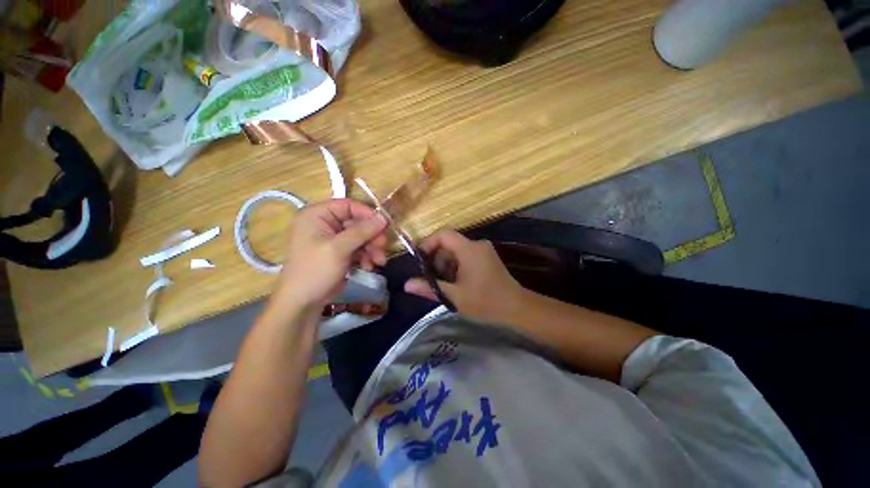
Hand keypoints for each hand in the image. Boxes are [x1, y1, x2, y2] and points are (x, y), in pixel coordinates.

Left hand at [276, 199, 386, 308]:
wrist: (303, 302)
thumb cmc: (315, 270)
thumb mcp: (339, 249)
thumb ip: (362, 231)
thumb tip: (384, 218)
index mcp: (317, 215)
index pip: (347, 205)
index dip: (367, 213)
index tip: (384, 224)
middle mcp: (325, 224)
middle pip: (357, 222)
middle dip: (372, 236)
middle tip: (383, 246)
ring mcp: (333, 239)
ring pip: (360, 236)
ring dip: (372, 248)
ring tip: (379, 261)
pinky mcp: (340, 252)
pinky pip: (358, 248)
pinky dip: (366, 256)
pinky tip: (368, 267)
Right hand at [404, 229, 527, 323]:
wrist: (517, 308)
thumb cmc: (485, 301)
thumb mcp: (454, 296)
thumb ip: (430, 288)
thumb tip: (407, 284)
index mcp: (469, 249)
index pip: (444, 234)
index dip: (428, 243)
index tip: (420, 259)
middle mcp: (477, 244)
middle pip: (449, 243)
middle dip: (437, 258)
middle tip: (431, 277)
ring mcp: (483, 250)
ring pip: (457, 250)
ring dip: (446, 264)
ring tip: (444, 284)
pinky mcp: (487, 258)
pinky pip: (465, 256)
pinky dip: (456, 266)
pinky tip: (456, 283)